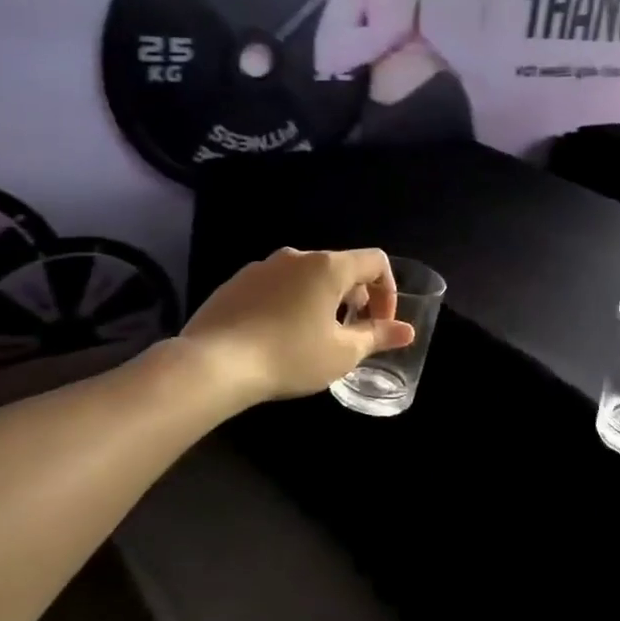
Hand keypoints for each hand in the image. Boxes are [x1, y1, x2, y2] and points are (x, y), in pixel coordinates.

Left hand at [181, 248, 415, 405]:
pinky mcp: (236, 283)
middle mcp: (296, 256)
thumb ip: (377, 337)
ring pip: (306, 277)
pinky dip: (289, 303)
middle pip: (340, 267)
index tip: (380, 324)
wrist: (212, 364)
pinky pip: (276, 287)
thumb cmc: (289, 356)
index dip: (388, 291)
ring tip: (314, 337)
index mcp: (328, 266)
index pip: (375, 261)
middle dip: (355, 298)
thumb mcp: (341, 353)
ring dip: (321, 300)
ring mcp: (262, 267)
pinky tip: (278, 337)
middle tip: (351, 334)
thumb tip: (407, 331)